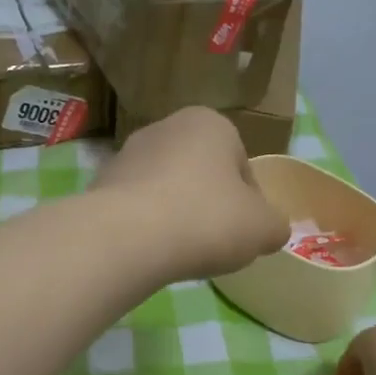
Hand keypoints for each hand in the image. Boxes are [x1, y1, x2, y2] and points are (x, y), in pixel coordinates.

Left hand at [92, 108, 288, 281]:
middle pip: (202, 175)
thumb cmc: (206, 220)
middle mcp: (166, 127)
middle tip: (213, 243)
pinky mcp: (100, 184)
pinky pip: (137, 208)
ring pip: (167, 190)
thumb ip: (275, 225)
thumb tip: (269, 229)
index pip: (243, 167)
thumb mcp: (264, 228)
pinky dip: (146, 227)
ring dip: (177, 216)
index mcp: (210, 123)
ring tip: (179, 251)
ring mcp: (127, 154)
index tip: (243, 234)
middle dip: (210, 207)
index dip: (249, 205)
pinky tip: (150, 251)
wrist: (127, 238)